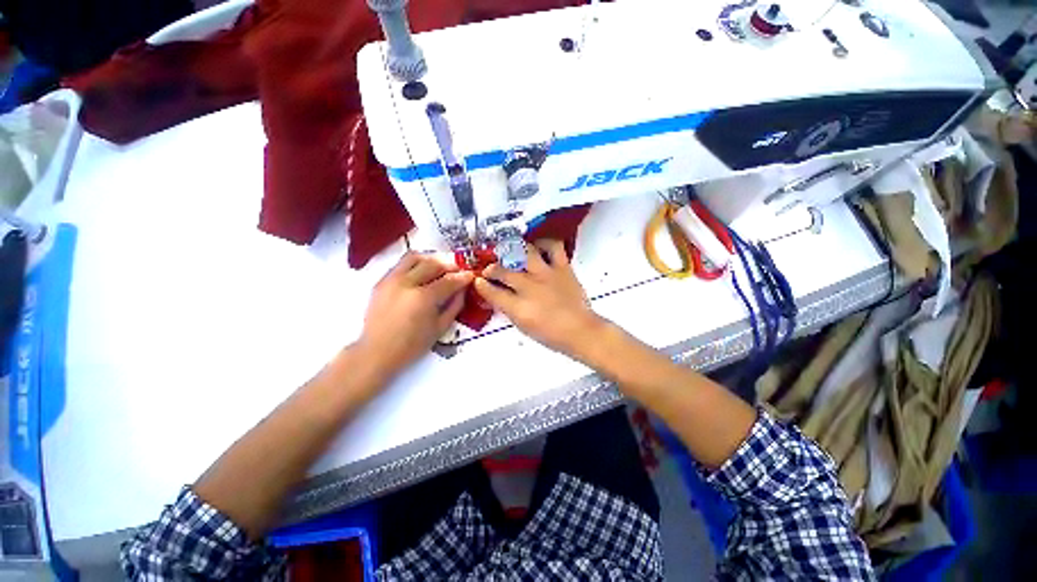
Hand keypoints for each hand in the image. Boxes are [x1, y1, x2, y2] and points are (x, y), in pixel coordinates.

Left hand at [359, 252, 472, 377]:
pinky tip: (421, 274)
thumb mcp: (440, 328)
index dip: (463, 277)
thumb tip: (462, 289)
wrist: (376, 351)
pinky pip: (401, 264)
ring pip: (415, 258)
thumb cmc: (412, 345)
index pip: (449, 280)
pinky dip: (415, 265)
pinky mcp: (381, 281)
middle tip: (457, 271)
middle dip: (449, 266)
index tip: (471, 275)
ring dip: (431, 260)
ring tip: (439, 268)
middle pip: (433, 264)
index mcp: (423, 298)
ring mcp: (392, 279)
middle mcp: (407, 283)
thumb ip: (455, 305)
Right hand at [474, 240, 603, 358]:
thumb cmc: (550, 334)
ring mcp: (546, 274)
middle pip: (503, 271)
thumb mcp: (523, 326)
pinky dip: (544, 243)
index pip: (492, 292)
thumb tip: (499, 295)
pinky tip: (538, 247)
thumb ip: (508, 309)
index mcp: (518, 308)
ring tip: (511, 253)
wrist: (580, 331)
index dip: (482, 285)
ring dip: (513, 252)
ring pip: (524, 253)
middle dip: (492, 269)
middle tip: (490, 269)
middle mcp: (530, 287)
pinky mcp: (562, 267)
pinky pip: (553, 247)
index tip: (478, 281)